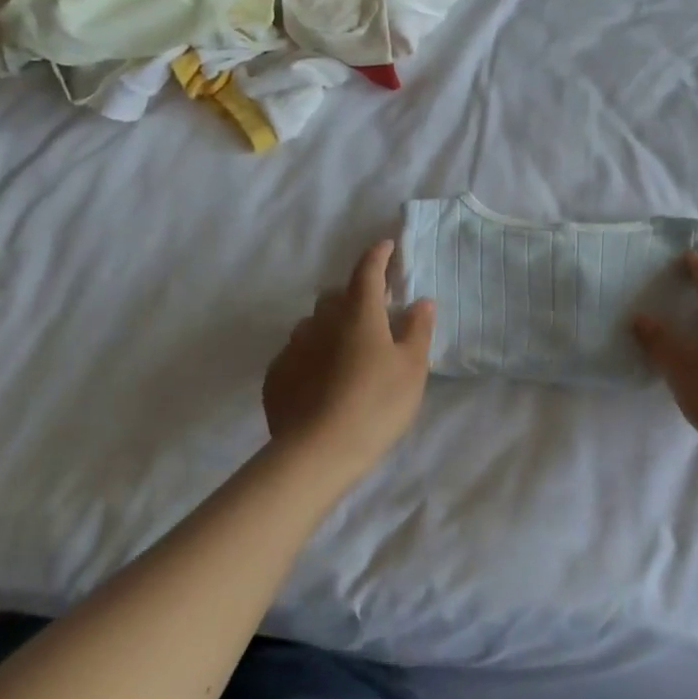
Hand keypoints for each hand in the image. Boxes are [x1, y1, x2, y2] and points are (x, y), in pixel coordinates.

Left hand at [263, 240, 435, 485]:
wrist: (317, 452)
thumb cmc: (376, 404)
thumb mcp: (412, 368)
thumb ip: (418, 330)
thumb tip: (421, 301)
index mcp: (358, 313)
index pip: (367, 271)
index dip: (378, 256)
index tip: (386, 246)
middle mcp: (321, 321)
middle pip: (335, 296)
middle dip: (352, 297)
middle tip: (370, 316)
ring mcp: (293, 347)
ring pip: (312, 324)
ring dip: (328, 328)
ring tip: (344, 353)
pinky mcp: (275, 376)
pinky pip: (295, 354)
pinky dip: (310, 356)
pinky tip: (320, 380)